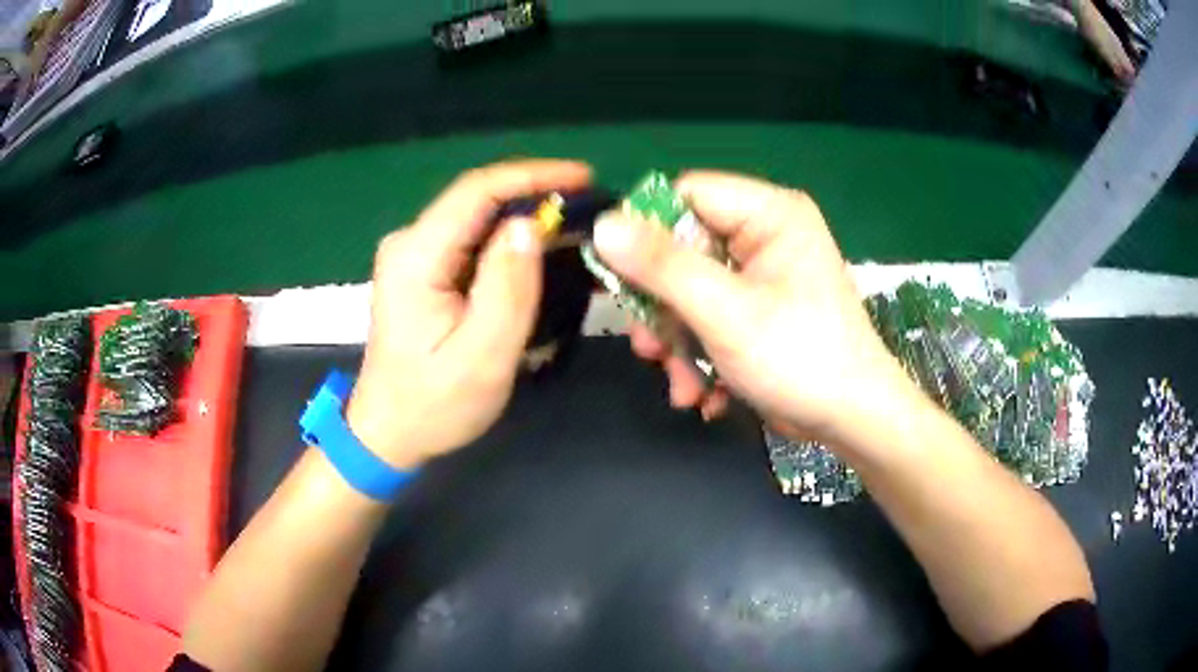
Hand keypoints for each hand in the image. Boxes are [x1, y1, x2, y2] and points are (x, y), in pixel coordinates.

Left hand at [346, 160, 591, 469]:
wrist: (389, 431)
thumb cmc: (434, 404)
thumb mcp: (481, 357)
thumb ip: (508, 289)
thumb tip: (530, 227)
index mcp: (417, 256)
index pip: (477, 191)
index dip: (533, 176)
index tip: (583, 178)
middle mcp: (410, 243)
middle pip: (478, 198)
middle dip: (536, 194)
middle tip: (589, 205)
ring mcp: (414, 255)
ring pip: (478, 217)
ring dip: (526, 216)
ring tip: (576, 224)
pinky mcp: (424, 270)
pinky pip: (473, 239)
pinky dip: (510, 239)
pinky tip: (542, 249)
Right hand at [594, 171, 918, 446]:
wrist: (852, 421)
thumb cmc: (800, 358)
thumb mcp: (725, 311)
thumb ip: (662, 267)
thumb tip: (603, 226)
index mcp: (769, 213)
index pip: (686, 196)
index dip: (646, 232)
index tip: (619, 278)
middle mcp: (765, 235)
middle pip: (683, 249)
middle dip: (663, 309)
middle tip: (649, 348)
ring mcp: (762, 275)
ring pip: (690, 292)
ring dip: (678, 343)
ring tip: (682, 385)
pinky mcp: (758, 310)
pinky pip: (710, 317)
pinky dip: (700, 356)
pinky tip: (704, 394)